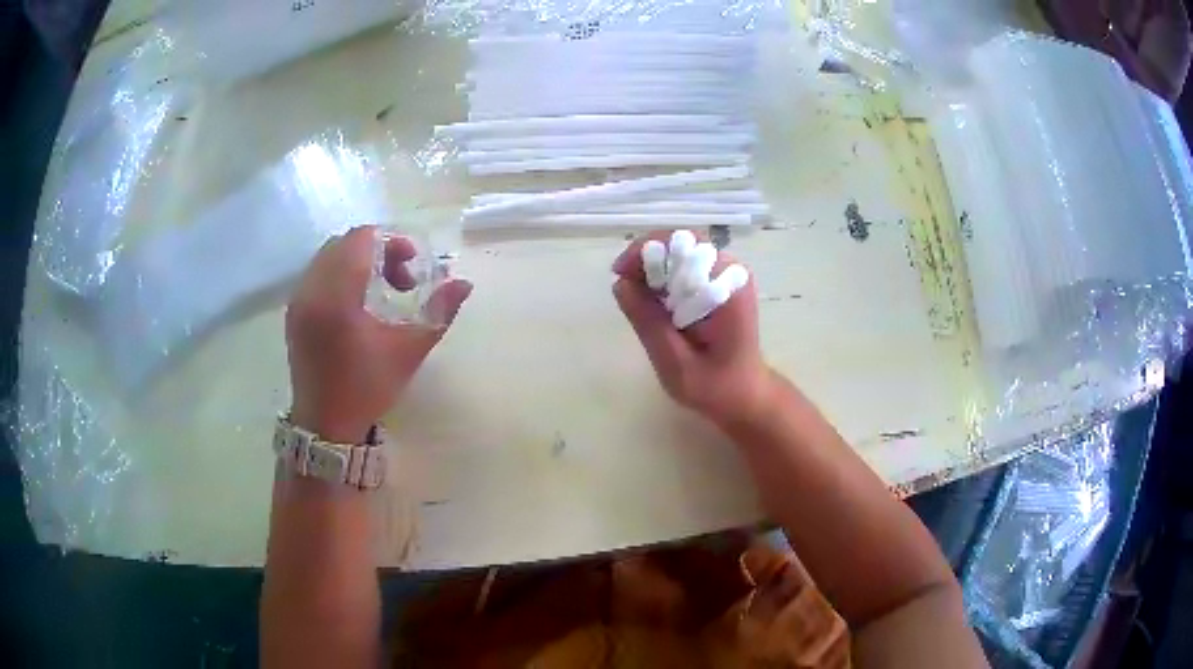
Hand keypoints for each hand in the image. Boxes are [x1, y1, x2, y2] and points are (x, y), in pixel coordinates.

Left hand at [286, 226, 471, 442]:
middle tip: (400, 280)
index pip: (361, 240)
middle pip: (344, 243)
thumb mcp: (408, 352)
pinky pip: (317, 274)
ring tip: (380, 291)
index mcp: (337, 296)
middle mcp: (311, 290)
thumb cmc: (367, 388)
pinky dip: (340, 274)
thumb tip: (464, 283)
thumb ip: (438, 312)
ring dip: (358, 262)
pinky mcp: (293, 311)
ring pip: (329, 256)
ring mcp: (298, 300)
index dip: (391, 243)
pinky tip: (356, 303)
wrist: (325, 424)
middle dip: (377, 251)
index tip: (412, 267)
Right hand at [612, 231, 774, 427]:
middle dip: (648, 259)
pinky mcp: (721, 282)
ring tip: (636, 297)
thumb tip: (620, 284)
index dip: (647, 251)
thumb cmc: (714, 386)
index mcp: (728, 289)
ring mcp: (729, 275)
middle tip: (624, 287)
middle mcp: (732, 273)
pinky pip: (688, 265)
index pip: (685, 246)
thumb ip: (650, 323)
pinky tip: (654, 301)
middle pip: (683, 244)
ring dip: (654, 268)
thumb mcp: (675, 363)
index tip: (620, 274)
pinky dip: (665, 276)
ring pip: (682, 251)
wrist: (745, 395)